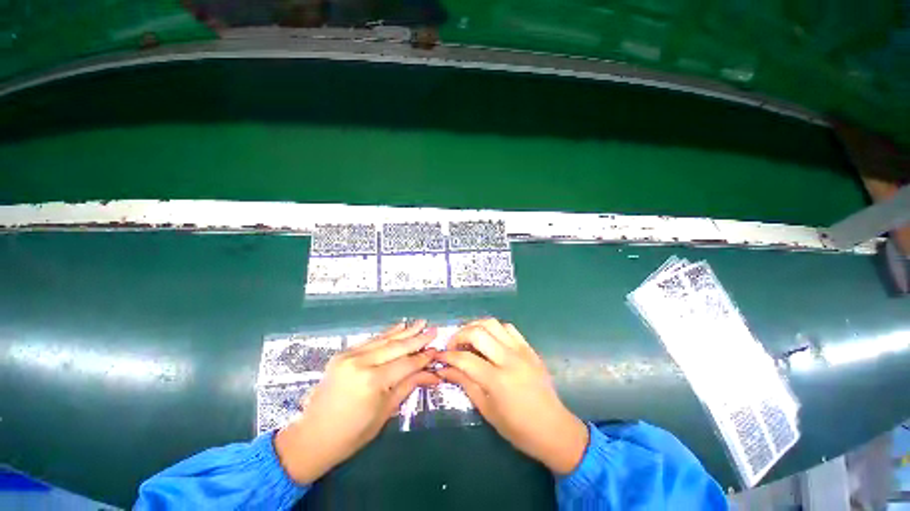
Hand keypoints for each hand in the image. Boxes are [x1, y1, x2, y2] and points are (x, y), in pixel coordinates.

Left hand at [275, 320, 439, 483]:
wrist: (312, 437)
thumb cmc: (352, 434)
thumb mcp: (385, 412)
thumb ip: (409, 385)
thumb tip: (433, 374)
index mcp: (372, 382)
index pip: (406, 364)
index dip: (423, 357)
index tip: (437, 349)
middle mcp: (361, 363)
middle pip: (396, 347)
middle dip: (417, 338)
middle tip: (433, 329)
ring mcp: (349, 356)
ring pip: (384, 340)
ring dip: (404, 331)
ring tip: (420, 323)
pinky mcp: (343, 354)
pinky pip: (371, 341)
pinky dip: (386, 334)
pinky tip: (399, 327)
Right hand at [434, 319, 588, 474]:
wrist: (553, 428)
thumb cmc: (518, 428)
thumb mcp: (487, 410)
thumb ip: (465, 383)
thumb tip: (444, 369)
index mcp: (497, 381)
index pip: (465, 359)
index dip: (447, 356)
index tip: (439, 356)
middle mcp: (509, 359)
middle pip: (478, 332)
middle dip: (459, 335)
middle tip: (452, 345)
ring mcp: (521, 350)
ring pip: (493, 324)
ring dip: (475, 326)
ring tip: (468, 338)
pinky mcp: (529, 348)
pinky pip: (508, 328)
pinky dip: (494, 328)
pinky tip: (489, 339)